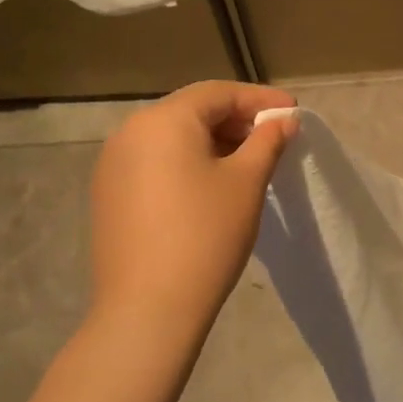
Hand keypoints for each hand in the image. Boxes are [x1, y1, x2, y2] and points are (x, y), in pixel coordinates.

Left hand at [89, 81, 297, 333]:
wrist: (148, 308)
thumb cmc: (206, 235)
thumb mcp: (246, 183)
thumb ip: (267, 142)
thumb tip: (283, 121)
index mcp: (163, 120)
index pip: (218, 93)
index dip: (259, 99)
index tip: (293, 112)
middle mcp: (130, 132)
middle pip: (192, 112)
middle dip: (236, 120)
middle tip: (274, 139)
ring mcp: (113, 165)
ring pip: (172, 138)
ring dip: (213, 142)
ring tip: (248, 163)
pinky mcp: (109, 195)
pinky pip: (155, 163)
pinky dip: (188, 163)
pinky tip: (211, 187)